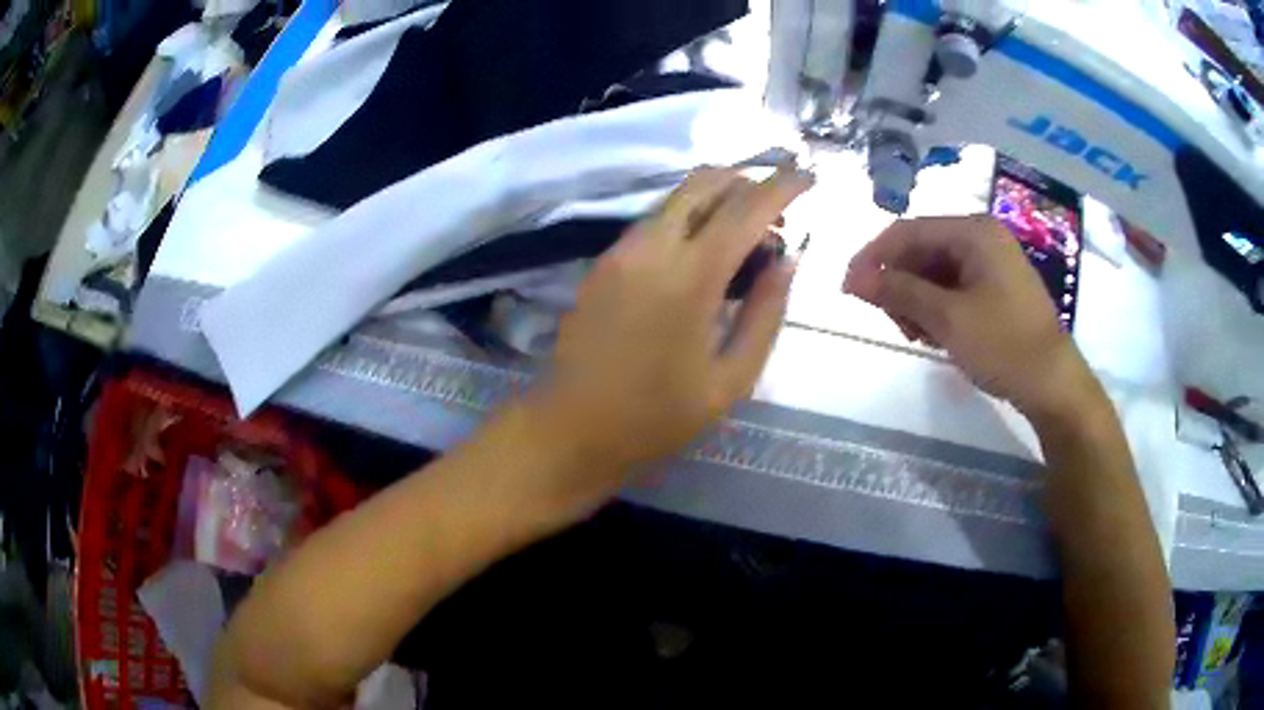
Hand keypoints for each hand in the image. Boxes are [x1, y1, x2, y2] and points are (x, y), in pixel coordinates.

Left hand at [536, 166, 811, 478]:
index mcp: (689, 278)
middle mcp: (651, 247)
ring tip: (747, 235)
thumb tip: (788, 260)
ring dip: (719, 198)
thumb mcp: (731, 379)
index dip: (783, 187)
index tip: (810, 177)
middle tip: (779, 211)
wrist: (572, 428)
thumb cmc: (658, 416)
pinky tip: (704, 252)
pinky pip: (656, 219)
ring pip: (677, 197)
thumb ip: (766, 313)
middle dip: (749, 180)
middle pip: (704, 182)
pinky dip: (690, 218)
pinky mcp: (603, 261)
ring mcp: (620, 250)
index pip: (745, 209)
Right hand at [844, 215, 1102, 425]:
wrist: (1054, 385)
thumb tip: (854, 279)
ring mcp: (992, 263)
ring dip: (916, 299)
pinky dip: (937, 308)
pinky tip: (934, 334)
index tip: (849, 290)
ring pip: (936, 271)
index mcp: (974, 232)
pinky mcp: (997, 288)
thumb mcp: (948, 319)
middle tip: (890, 322)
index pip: (909, 231)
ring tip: (916, 334)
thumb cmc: (1004, 345)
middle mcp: (982, 237)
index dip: (874, 258)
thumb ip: (900, 293)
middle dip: (899, 284)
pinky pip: (954, 287)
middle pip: (922, 250)